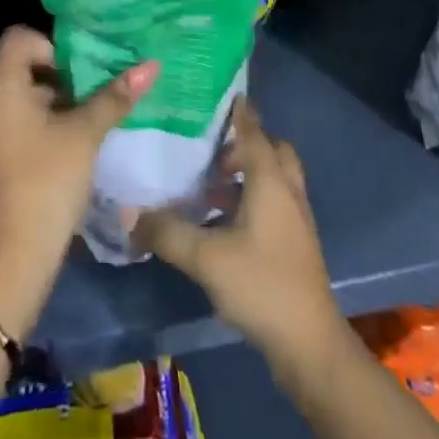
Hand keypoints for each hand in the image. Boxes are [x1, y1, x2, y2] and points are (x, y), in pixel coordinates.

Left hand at [0, 26, 157, 339]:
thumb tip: (151, 65)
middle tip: (89, 97)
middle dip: (56, 77)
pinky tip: (58, 149)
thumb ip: (115, 96)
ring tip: (80, 124)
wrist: (12, 256)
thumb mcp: (85, 134)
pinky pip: (3, 121)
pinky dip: (30, 124)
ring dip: (46, 102)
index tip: (81, 75)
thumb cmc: (48, 181)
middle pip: (17, 66)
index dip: (54, 47)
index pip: (20, 38)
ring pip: (12, 96)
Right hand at [138, 100, 347, 386]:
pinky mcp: (295, 244)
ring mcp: (296, 220)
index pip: (254, 134)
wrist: (309, 343)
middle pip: (273, 152)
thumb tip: (129, 212)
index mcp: (271, 183)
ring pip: (275, 179)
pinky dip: (253, 198)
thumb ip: (167, 232)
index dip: (241, 114)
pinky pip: (275, 203)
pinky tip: (224, 222)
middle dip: (246, 145)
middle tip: (213, 152)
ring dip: (248, 174)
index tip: (229, 94)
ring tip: (211, 188)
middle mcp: (288, 192)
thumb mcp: (206, 258)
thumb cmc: (261, 285)